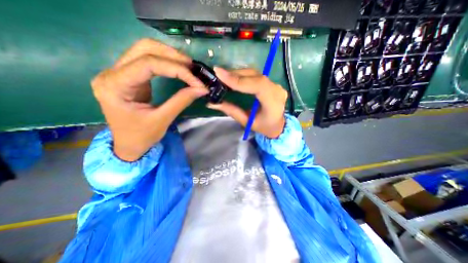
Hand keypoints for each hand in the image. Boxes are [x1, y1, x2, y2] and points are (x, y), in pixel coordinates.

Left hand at [90, 38, 205, 160]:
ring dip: (170, 55)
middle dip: (173, 56)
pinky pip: (147, 60)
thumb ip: (182, 101)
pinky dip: (166, 61)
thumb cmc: (142, 136)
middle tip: (193, 68)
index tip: (196, 81)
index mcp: (115, 86)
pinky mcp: (129, 76)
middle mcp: (112, 73)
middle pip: (144, 49)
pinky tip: (178, 68)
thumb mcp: (163, 119)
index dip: (176, 69)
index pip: (148, 64)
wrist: (128, 144)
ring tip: (188, 66)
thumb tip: (202, 89)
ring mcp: (119, 73)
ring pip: (145, 50)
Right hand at [207, 66, 284, 137]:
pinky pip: (256, 76)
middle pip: (255, 76)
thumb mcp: (246, 121)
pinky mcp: (272, 83)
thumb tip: (212, 103)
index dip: (239, 79)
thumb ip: (231, 111)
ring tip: (223, 76)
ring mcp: (276, 85)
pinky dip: (243, 75)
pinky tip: (234, 77)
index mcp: (273, 103)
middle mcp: (277, 90)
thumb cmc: (263, 127)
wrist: (278, 125)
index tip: (220, 74)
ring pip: (255, 74)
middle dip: (235, 74)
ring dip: (238, 73)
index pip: (258, 85)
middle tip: (218, 74)